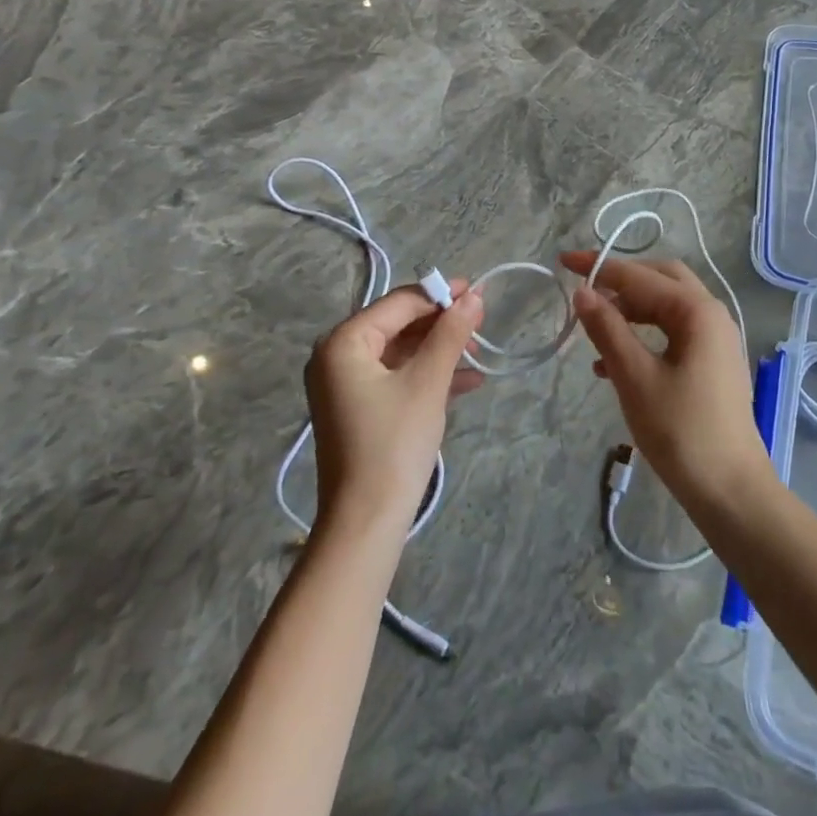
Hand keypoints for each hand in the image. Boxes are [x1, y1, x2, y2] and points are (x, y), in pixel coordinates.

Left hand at [306, 281, 484, 536]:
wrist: (366, 523)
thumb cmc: (394, 444)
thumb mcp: (427, 383)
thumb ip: (450, 334)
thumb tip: (473, 296)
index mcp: (343, 343)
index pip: (398, 303)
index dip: (439, 295)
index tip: (478, 292)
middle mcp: (336, 356)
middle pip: (397, 324)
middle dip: (440, 324)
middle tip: (480, 324)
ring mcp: (345, 385)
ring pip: (399, 352)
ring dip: (439, 350)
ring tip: (478, 353)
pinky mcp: (358, 408)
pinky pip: (396, 377)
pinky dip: (427, 375)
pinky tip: (467, 382)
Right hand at [559, 251, 768, 509]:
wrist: (730, 491)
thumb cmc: (681, 431)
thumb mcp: (634, 377)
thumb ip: (607, 329)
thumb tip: (582, 292)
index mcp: (697, 311)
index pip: (640, 276)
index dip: (600, 267)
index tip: (564, 262)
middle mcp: (712, 315)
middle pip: (661, 280)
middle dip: (621, 281)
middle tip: (584, 290)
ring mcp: (716, 339)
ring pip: (666, 307)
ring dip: (630, 310)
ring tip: (593, 330)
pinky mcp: (712, 363)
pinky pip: (673, 332)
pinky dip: (643, 335)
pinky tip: (612, 362)